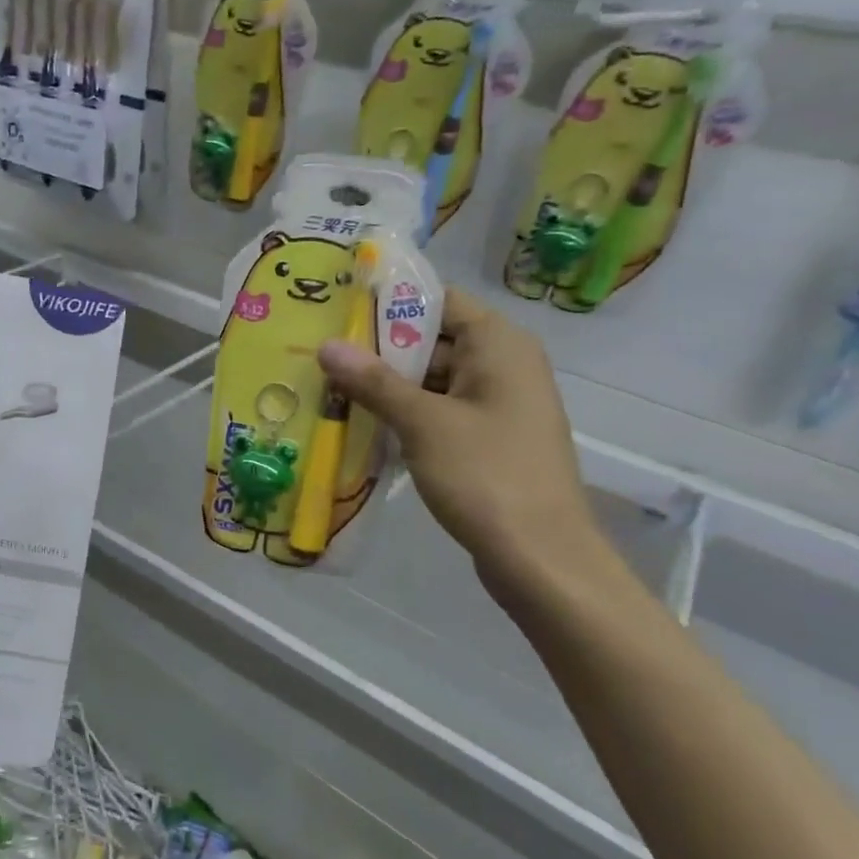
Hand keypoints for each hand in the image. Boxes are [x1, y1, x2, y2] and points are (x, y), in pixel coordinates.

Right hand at [318, 289, 602, 586]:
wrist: (540, 558)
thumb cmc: (486, 476)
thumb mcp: (423, 423)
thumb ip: (373, 381)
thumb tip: (327, 345)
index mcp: (498, 345)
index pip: (438, 301)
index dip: (388, 303)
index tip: (336, 311)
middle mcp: (502, 365)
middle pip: (431, 340)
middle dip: (376, 350)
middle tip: (319, 355)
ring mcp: (496, 405)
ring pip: (430, 380)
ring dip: (384, 387)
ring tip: (326, 389)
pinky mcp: (487, 440)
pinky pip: (437, 412)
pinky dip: (402, 416)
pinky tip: (359, 426)